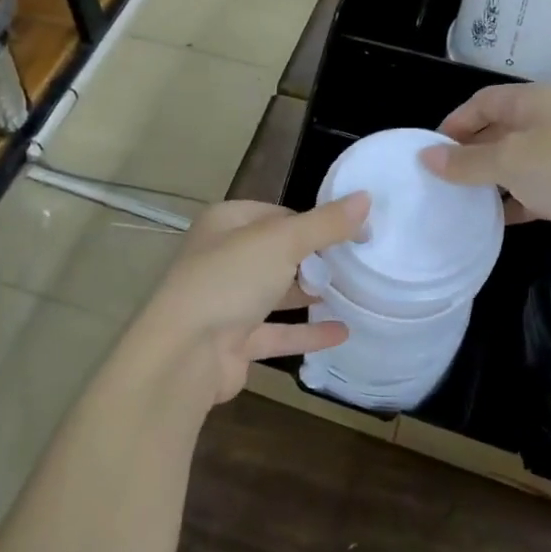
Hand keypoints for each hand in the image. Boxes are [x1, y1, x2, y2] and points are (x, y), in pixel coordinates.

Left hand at [129, 195, 370, 405]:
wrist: (184, 354)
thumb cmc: (229, 280)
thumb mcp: (282, 242)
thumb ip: (325, 224)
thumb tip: (366, 197)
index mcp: (226, 223)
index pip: (278, 214)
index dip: (315, 221)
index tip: (354, 232)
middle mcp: (223, 258)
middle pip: (277, 253)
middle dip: (315, 258)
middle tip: (358, 263)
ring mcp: (226, 302)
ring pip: (276, 292)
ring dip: (310, 294)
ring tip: (354, 293)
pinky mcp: (235, 341)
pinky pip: (277, 332)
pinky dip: (307, 332)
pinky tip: (343, 332)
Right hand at [419, 82, 550, 270]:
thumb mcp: (509, 160)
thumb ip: (466, 162)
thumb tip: (426, 157)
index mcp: (533, 103)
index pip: (483, 102)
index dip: (455, 122)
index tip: (431, 152)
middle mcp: (547, 124)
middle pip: (497, 132)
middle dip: (468, 153)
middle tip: (438, 180)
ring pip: (513, 165)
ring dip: (488, 181)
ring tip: (456, 201)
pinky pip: (531, 193)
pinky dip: (511, 204)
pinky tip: (492, 221)